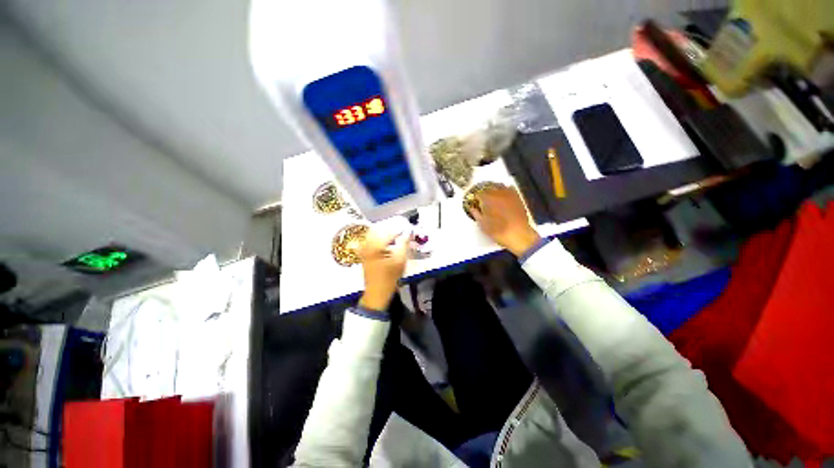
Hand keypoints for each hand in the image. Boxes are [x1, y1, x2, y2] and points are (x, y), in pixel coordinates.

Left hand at [358, 228, 409, 310]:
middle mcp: (367, 243)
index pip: (389, 229)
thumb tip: (407, 232)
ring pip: (375, 232)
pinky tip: (387, 242)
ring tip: (396, 236)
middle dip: (391, 228)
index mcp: (375, 244)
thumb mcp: (400, 260)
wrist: (376, 293)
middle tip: (402, 231)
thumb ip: (404, 243)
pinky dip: (380, 238)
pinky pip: (371, 239)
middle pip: (380, 228)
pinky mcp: (364, 252)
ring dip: (385, 232)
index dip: (400, 228)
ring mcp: (363, 248)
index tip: (408, 229)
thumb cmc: (389, 277)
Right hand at [472, 186, 540, 256]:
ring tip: (493, 198)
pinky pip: (510, 189)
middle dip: (484, 194)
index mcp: (487, 199)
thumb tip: (473, 209)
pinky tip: (504, 196)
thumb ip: (476, 214)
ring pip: (499, 186)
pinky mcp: (517, 197)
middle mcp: (498, 193)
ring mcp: (509, 194)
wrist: (518, 234)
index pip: (478, 194)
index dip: (476, 199)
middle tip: (483, 202)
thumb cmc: (498, 230)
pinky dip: (505, 191)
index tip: (475, 203)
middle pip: (488, 188)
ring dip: (494, 190)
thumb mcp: (482, 224)